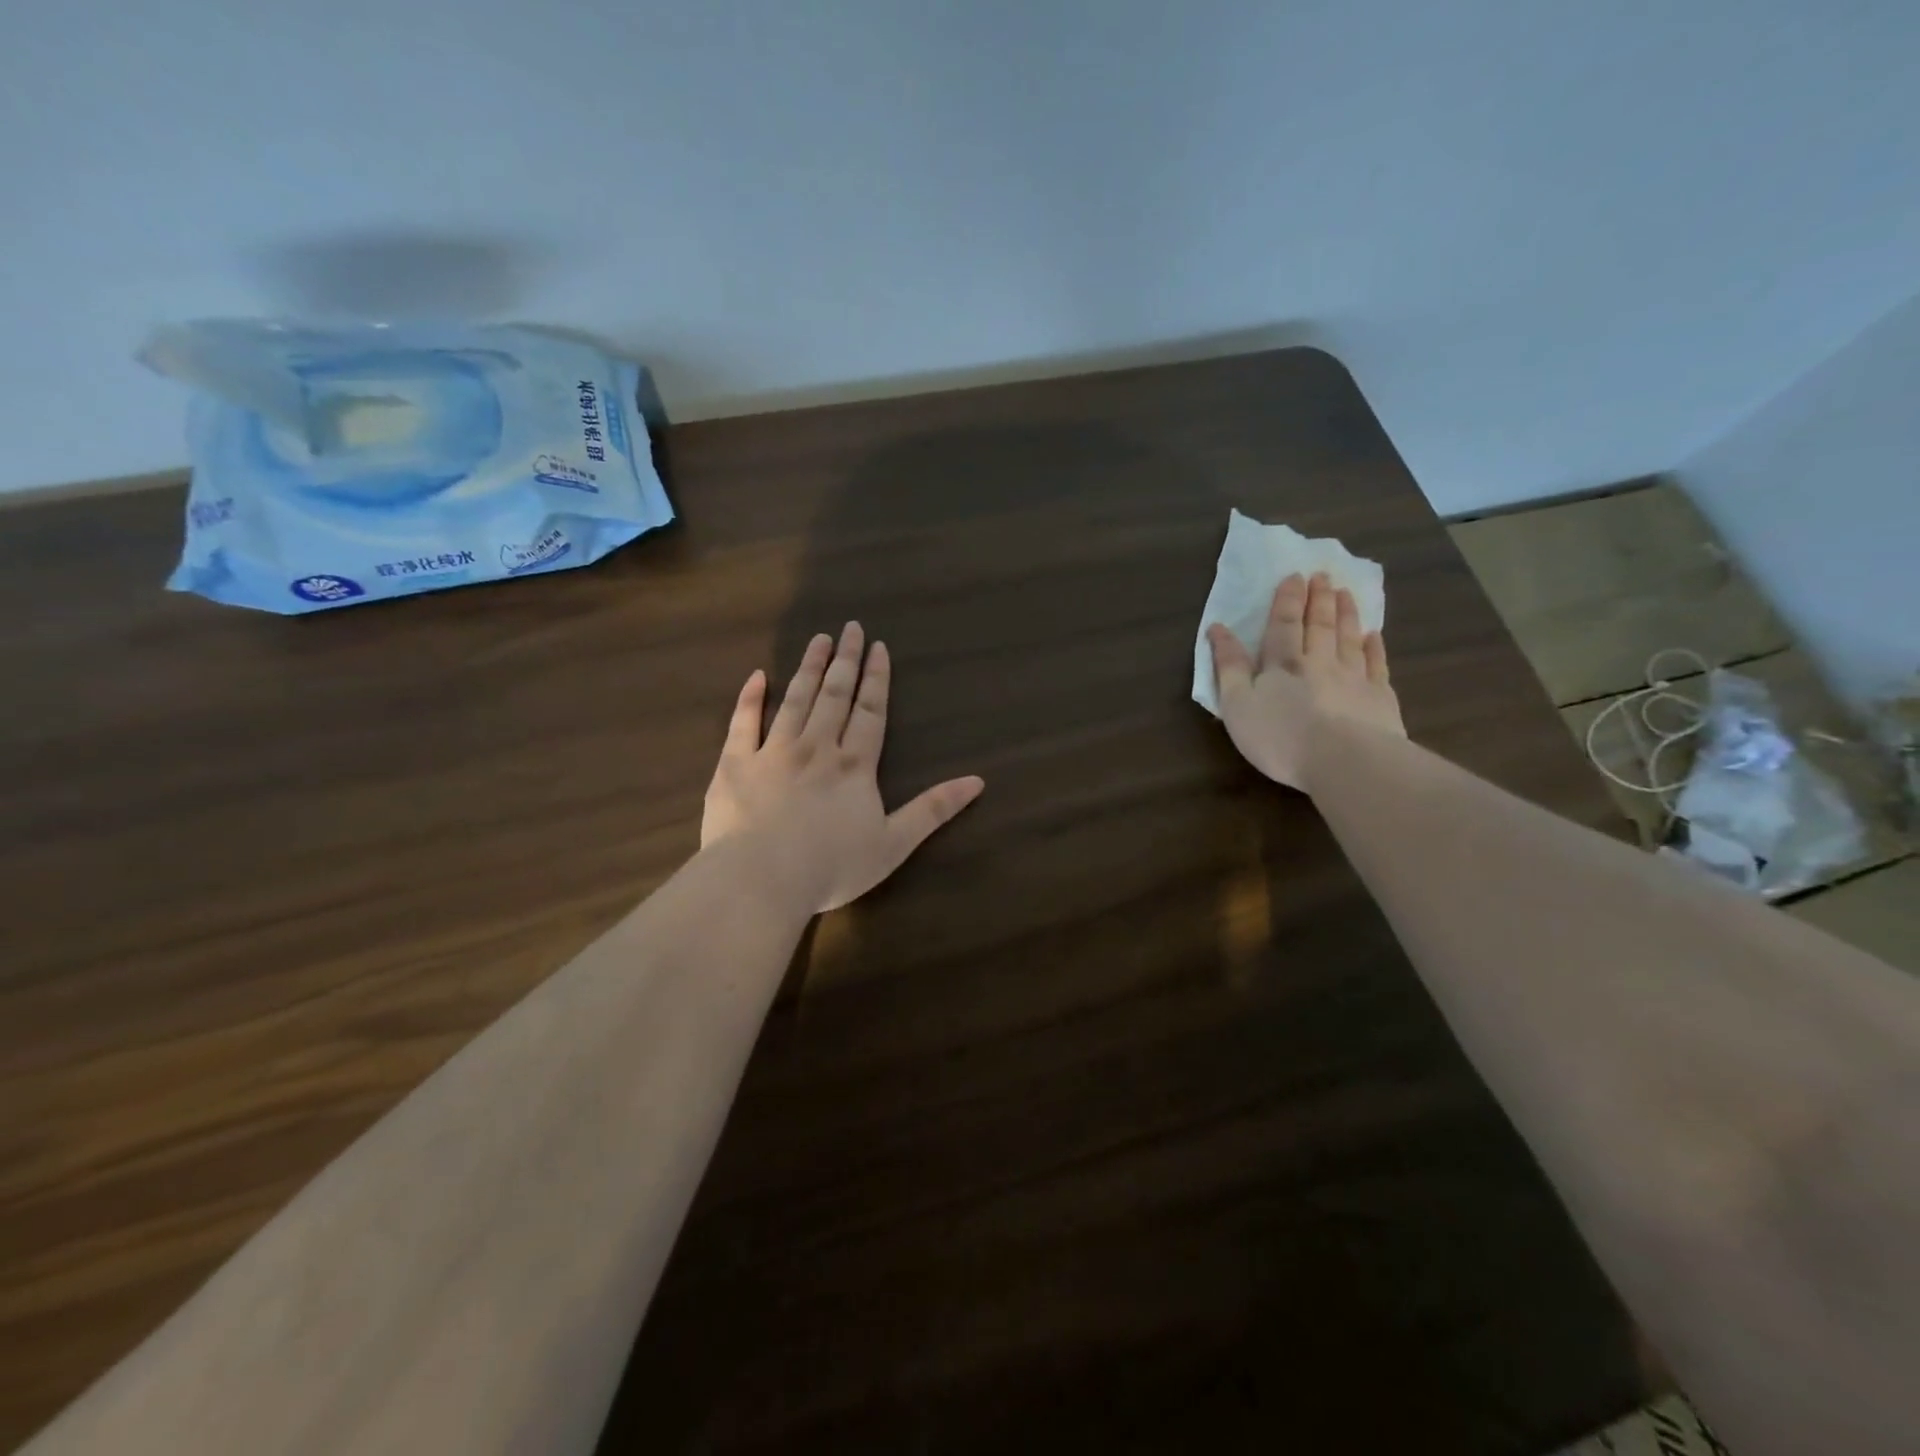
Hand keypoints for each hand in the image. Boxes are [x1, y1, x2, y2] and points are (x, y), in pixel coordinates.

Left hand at [702, 622, 984, 912]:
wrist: (761, 881)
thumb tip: (977, 781)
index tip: (878, 646)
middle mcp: (815, 748)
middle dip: (845, 660)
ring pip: (794, 700)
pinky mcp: (734, 765)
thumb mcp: (894, 844)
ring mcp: (772, 753)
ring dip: (808, 668)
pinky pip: (742, 724)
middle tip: (850, 627)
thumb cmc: (832, 867)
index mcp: (854, 765)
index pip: (870, 711)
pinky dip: (749, 699)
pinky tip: (756, 677)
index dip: (876, 678)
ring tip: (818, 640)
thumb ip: (933, 810)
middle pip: (834, 695)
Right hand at [1207, 572, 1405, 791]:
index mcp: (1283, 664)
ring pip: (1348, 638)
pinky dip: (1374, 648)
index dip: (1287, 600)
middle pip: (1319, 624)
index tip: (1294, 576)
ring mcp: (1353, 678)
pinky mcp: (1379, 698)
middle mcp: (1319, 662)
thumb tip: (1218, 629)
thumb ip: (1228, 666)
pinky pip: (1376, 665)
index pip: (1283, 624)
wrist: (1344, 760)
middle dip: (1319, 598)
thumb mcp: (1237, 705)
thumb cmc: (1280, 736)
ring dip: (1346, 614)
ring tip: (1345, 593)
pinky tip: (1373, 636)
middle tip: (1323, 575)